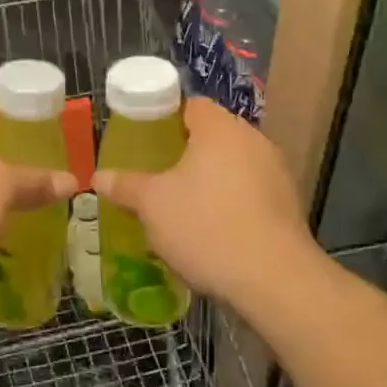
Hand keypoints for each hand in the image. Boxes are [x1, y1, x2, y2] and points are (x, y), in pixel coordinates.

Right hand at [92, 98, 312, 308]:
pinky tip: (213, 229)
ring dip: (209, 180)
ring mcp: (276, 173)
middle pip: (212, 135)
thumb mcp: (152, 205)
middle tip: (156, 172)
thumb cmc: (206, 226)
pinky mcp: (288, 205)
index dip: (164, 118)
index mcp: (220, 128)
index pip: (190, 105)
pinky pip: (250, 192)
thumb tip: (98, 177)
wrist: (275, 281)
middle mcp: (253, 140)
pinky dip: (230, 202)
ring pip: (233, 166)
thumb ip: (125, 186)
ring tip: (181, 203)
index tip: (144, 139)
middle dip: (185, 152)